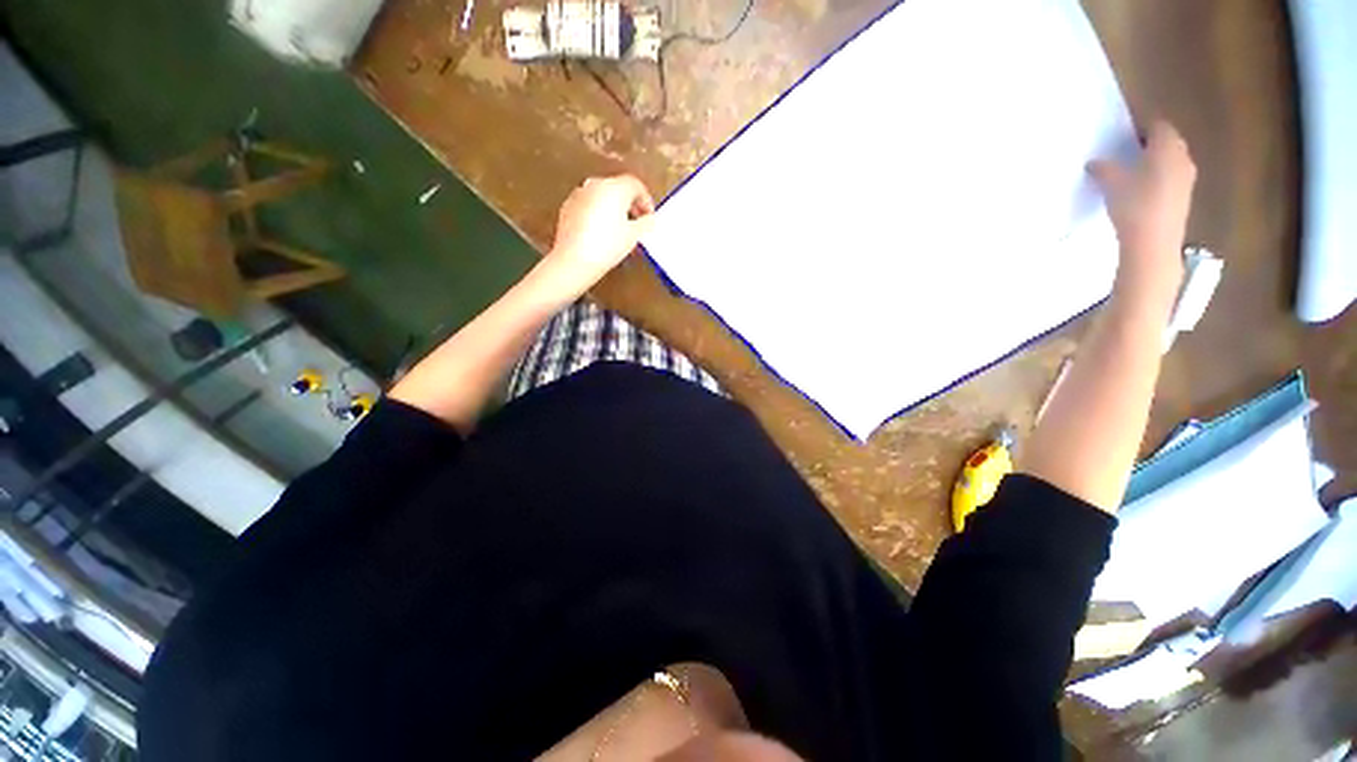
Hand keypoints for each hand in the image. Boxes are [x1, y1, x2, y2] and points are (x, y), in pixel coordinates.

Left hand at [545, 175, 655, 295]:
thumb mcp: (634, 236)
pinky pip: (589, 205)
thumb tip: (650, 219)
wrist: (575, 259)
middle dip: (630, 204)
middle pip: (618, 188)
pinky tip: (601, 232)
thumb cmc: (608, 245)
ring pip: (603, 196)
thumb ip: (646, 223)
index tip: (650, 217)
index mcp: (615, 187)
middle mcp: (596, 184)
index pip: (636, 185)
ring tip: (620, 230)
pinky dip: (598, 213)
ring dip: (614, 209)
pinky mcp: (568, 207)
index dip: (646, 201)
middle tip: (637, 223)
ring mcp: (579, 194)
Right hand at [1089, 120, 1197, 305]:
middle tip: (1128, 152)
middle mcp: (1182, 156)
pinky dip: (1159, 179)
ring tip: (1133, 172)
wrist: (1153, 242)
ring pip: (1171, 161)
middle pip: (1168, 142)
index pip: (1158, 125)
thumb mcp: (1110, 183)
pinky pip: (1171, 178)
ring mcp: (1186, 178)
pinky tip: (1141, 191)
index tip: (1125, 135)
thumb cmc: (1134, 204)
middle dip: (1151, 144)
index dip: (1142, 126)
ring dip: (1155, 163)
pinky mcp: (1183, 197)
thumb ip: (1102, 169)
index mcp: (1167, 146)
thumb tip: (1094, 162)